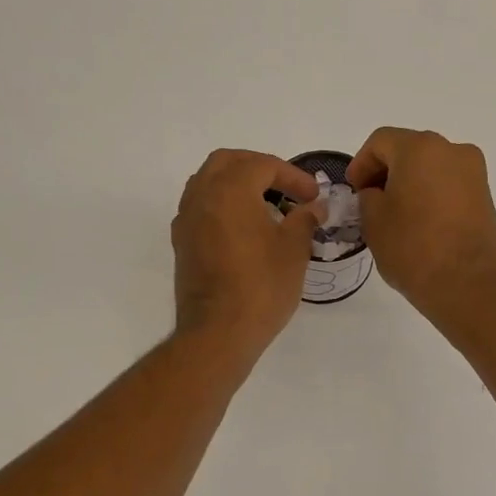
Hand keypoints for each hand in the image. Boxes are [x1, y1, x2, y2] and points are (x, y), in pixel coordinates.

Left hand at [171, 149, 322, 360]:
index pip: (263, 165)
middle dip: (259, 168)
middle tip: (285, 187)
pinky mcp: (182, 243)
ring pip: (208, 182)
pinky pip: (201, 207)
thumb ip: (304, 219)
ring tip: (265, 204)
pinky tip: (243, 228)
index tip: (313, 196)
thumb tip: (313, 207)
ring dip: (237, 184)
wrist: (218, 333)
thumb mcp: (294, 249)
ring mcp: (187, 220)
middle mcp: (202, 196)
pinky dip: (222, 205)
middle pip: (227, 162)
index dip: (293, 176)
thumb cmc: (262, 286)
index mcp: (230, 190)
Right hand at [347, 128, 495, 325]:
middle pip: (409, 149)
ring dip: (410, 182)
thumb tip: (378, 193)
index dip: (361, 163)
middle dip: (386, 170)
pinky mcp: (485, 195)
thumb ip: (368, 196)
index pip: (381, 141)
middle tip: (370, 199)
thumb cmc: (412, 248)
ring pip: (431, 166)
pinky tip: (419, 221)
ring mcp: (474, 172)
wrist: (467, 285)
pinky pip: (449, 183)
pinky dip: (430, 193)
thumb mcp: (373, 220)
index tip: (353, 190)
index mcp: (420, 148)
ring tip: (395, 213)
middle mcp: (452, 150)